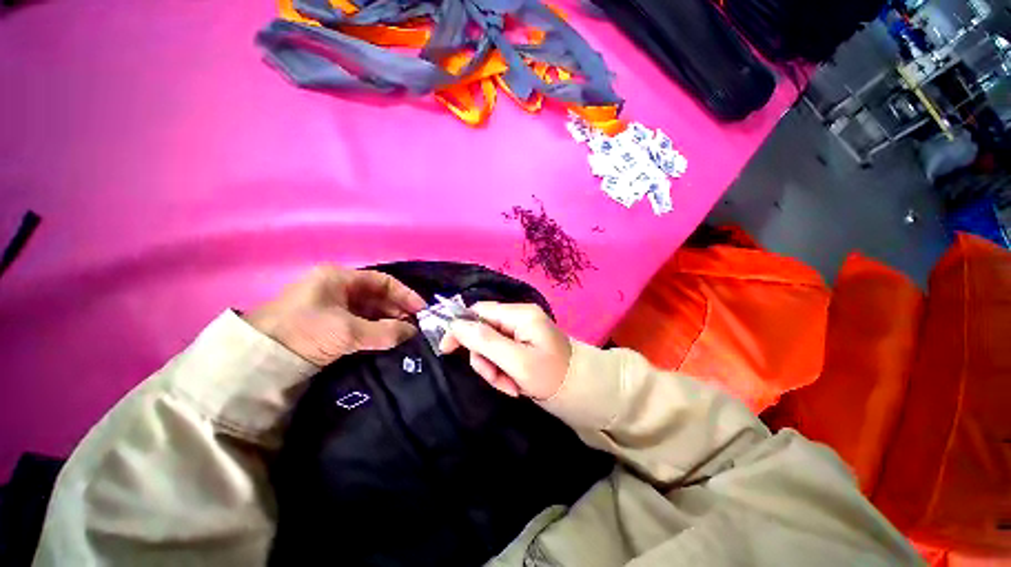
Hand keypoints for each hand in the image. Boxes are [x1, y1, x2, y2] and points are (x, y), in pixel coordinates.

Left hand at [245, 266, 426, 365]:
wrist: (257, 359)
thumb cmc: (304, 332)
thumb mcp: (347, 332)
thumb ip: (384, 332)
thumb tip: (412, 333)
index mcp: (340, 278)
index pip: (383, 281)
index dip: (405, 294)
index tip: (421, 310)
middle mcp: (337, 287)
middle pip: (377, 295)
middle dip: (397, 310)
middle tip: (414, 326)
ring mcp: (331, 305)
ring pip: (369, 309)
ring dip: (387, 321)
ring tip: (403, 334)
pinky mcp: (327, 322)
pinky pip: (359, 321)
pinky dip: (374, 329)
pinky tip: (385, 339)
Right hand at [439, 302, 571, 399]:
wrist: (582, 392)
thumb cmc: (552, 376)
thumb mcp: (516, 362)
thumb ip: (485, 341)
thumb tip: (455, 325)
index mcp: (520, 314)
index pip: (479, 311)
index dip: (460, 328)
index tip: (446, 350)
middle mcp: (519, 318)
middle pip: (483, 331)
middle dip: (485, 359)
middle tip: (497, 379)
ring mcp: (521, 332)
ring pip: (489, 347)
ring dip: (494, 370)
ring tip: (511, 386)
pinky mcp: (522, 345)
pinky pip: (500, 356)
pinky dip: (503, 372)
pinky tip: (516, 385)